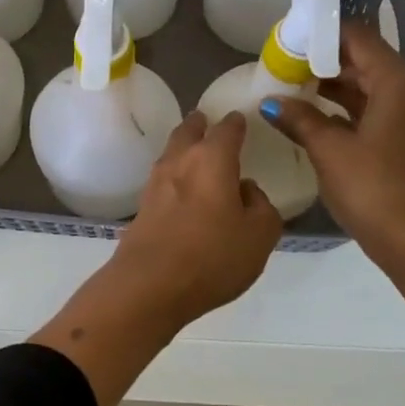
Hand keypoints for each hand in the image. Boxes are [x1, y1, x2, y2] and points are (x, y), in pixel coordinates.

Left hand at [111, 110, 283, 327]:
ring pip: (172, 153)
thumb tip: (245, 190)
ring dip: (184, 146)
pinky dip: (175, 175)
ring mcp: (156, 183)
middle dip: (201, 124)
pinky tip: (183, 188)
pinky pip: (163, 179)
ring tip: (196, 152)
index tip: (242, 119)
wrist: (149, 286)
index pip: (227, 128)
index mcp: (212, 159)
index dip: (237, 122)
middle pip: (189, 131)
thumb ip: (261, 206)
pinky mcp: (142, 207)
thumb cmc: (212, 257)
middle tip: (209, 122)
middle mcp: (181, 161)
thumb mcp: (260, 235)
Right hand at [262, 22, 404, 269]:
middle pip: (368, 63)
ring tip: (295, 94)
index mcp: (401, 83)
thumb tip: (272, 101)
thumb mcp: (330, 151)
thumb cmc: (376, 190)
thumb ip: (300, 119)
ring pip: (375, 91)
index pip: (359, 38)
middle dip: (326, 65)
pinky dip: (354, 113)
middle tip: (285, 69)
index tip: (289, 42)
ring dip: (338, 91)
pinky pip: (383, 114)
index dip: (323, 36)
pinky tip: (322, 124)